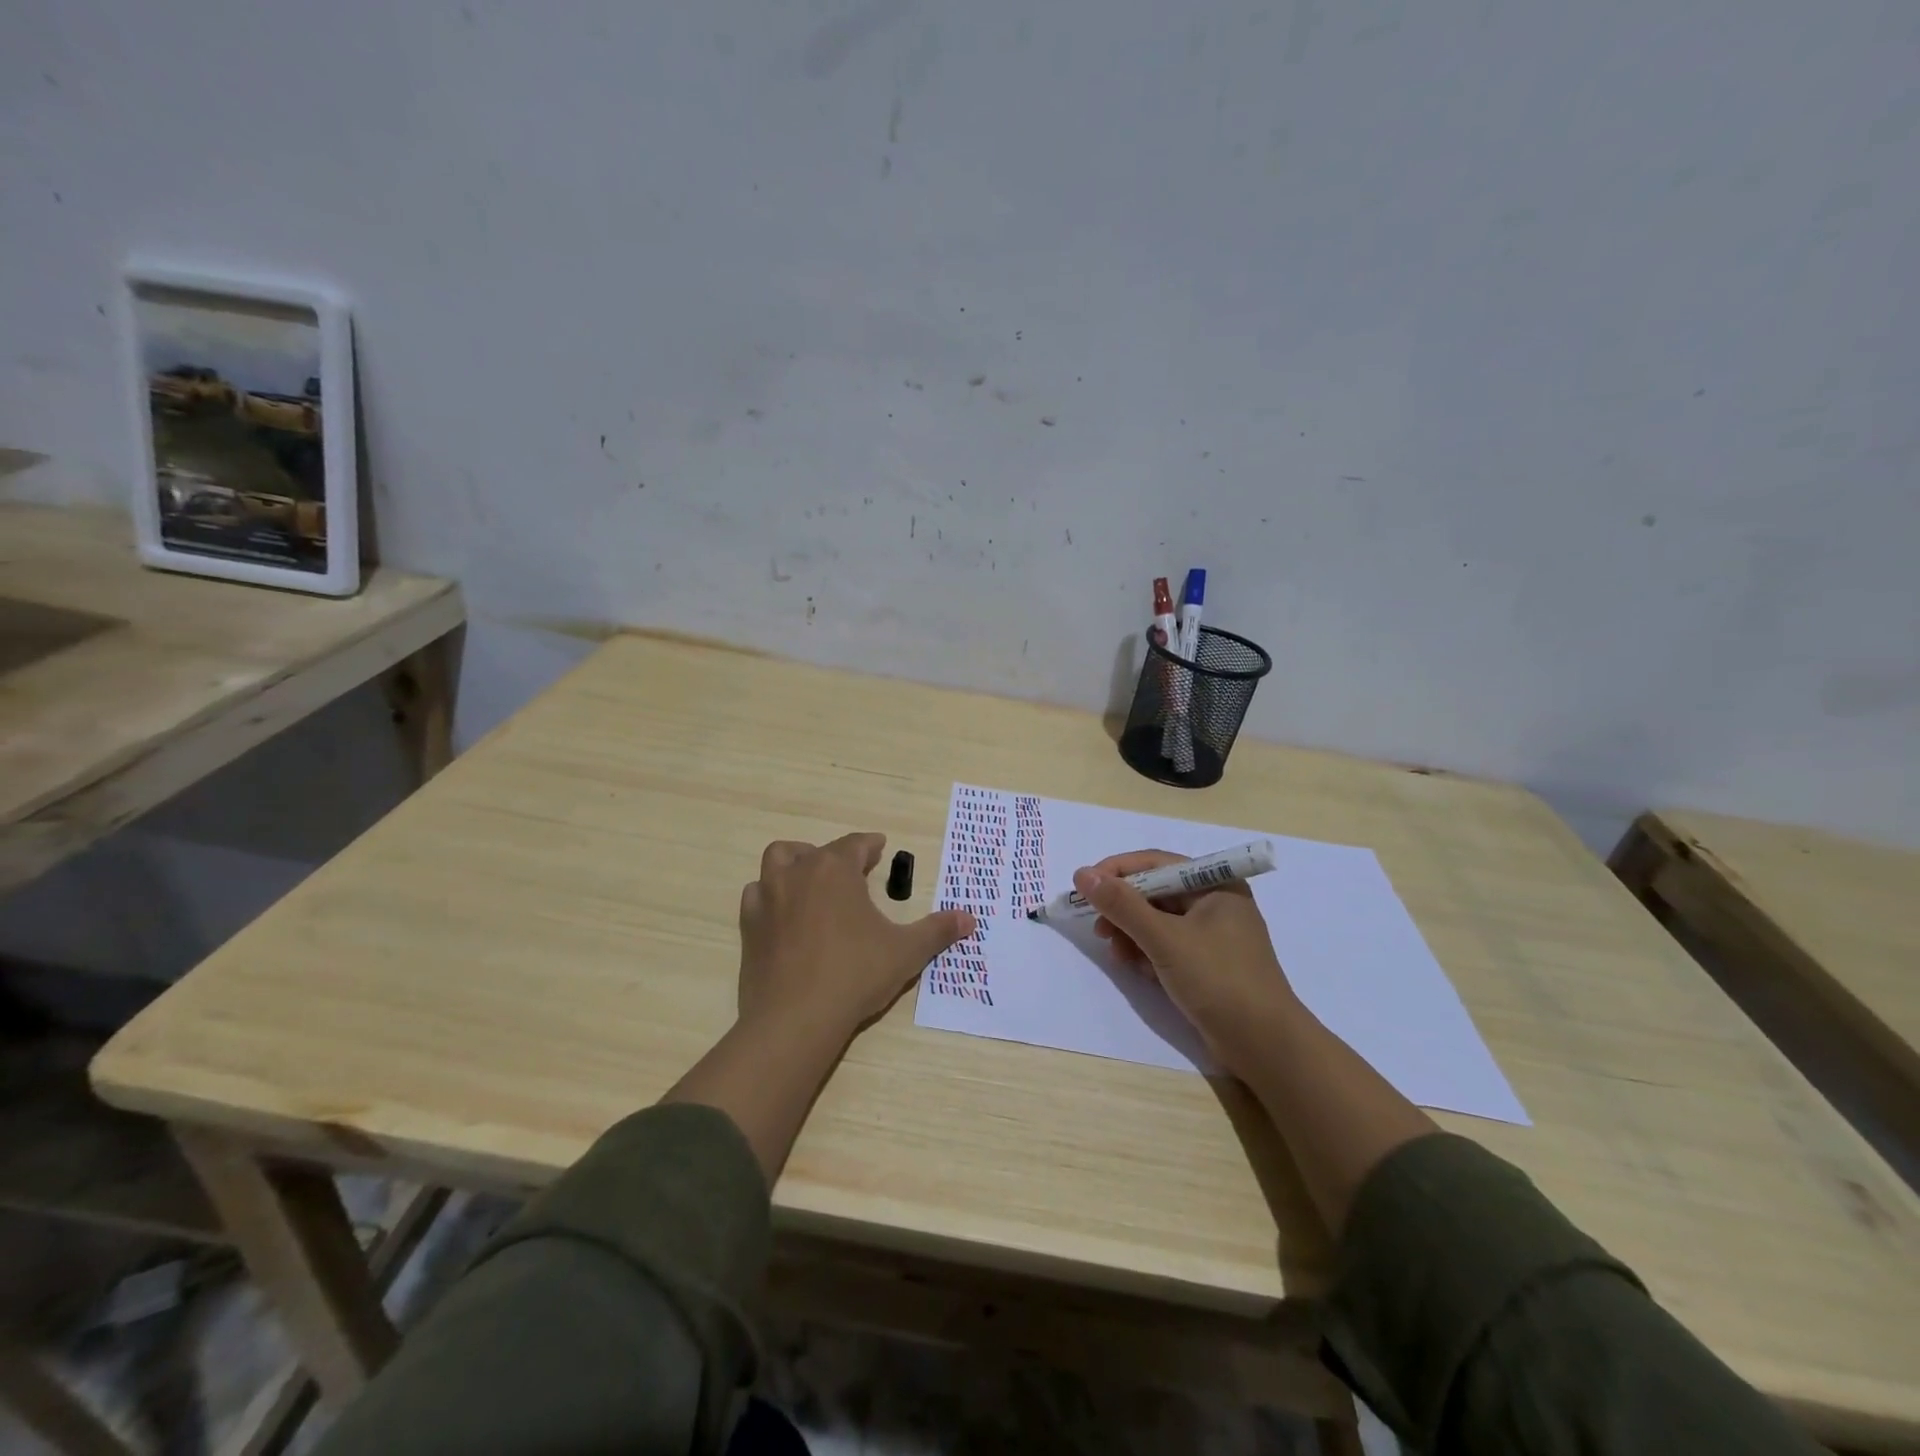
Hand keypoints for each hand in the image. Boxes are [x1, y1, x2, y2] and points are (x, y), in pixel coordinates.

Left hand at [738, 833, 973, 1040]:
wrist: (795, 1019)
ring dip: (795, 865)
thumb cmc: (856, 975)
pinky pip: (757, 896)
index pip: (855, 844)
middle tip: (852, 872)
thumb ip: (937, 930)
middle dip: (835, 855)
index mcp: (835, 870)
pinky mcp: (749, 926)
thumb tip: (970, 919)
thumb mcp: (906, 951)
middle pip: (815, 850)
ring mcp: (768, 898)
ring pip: (777, 862)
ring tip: (812, 883)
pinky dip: (770, 896)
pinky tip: (784, 914)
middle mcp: (798, 873)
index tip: (880, 847)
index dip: (870, 845)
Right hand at [1074, 850, 1298, 1076]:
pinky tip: (1137, 969)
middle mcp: (1216, 902)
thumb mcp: (1165, 939)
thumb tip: (1082, 874)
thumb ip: (1122, 905)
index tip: (1084, 887)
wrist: (1265, 1046)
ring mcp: (1213, 935)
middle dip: (1123, 909)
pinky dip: (1147, 952)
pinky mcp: (1207, 963)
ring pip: (1158, 920)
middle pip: (1155, 892)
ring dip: (1131, 933)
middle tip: (1098, 928)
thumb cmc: (1218, 980)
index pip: (1156, 863)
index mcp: (1216, 884)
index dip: (1117, 871)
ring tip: (1116, 954)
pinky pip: (1167, 945)